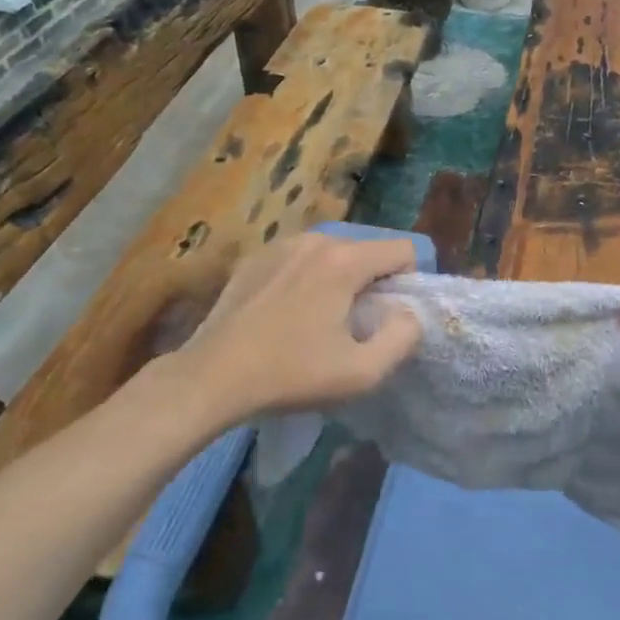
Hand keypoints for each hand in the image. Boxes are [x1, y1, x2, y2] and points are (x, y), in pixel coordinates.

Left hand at [164, 233, 423, 427]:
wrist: (211, 378)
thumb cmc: (291, 375)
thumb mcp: (363, 372)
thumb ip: (404, 337)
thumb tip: (408, 313)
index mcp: (344, 261)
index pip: (402, 249)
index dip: (408, 282)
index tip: (388, 317)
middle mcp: (314, 240)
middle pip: (367, 250)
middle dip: (373, 282)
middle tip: (355, 325)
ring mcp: (280, 245)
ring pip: (333, 254)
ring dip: (340, 280)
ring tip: (320, 320)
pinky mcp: (254, 258)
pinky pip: (300, 260)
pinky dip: (307, 279)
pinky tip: (288, 314)